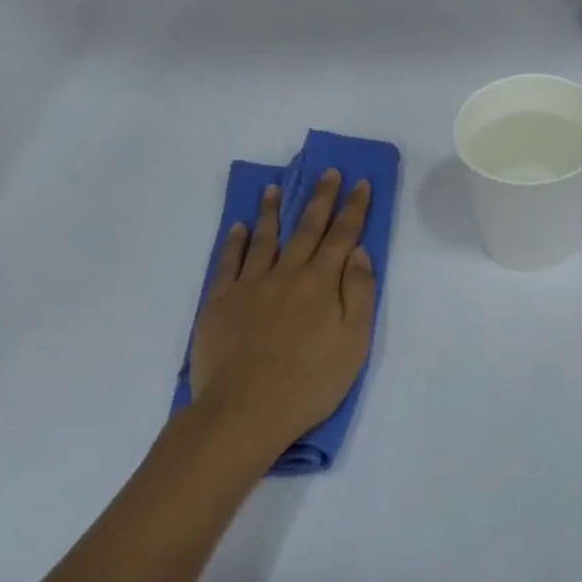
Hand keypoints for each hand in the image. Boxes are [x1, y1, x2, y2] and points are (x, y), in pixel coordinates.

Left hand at [189, 170, 376, 459]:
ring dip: (272, 210)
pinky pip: (229, 261)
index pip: (342, 236)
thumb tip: (359, 252)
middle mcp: (287, 273)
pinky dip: (235, 241)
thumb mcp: (354, 343)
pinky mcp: (220, 300)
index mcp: (321, 283)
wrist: (246, 409)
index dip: (354, 208)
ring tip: (275, 188)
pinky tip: (239, 227)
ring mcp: (250, 284)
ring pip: (264, 237)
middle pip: (307, 228)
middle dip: (320, 197)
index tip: (361, 184)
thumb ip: (359, 293)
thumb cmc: (310, 382)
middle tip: (328, 172)